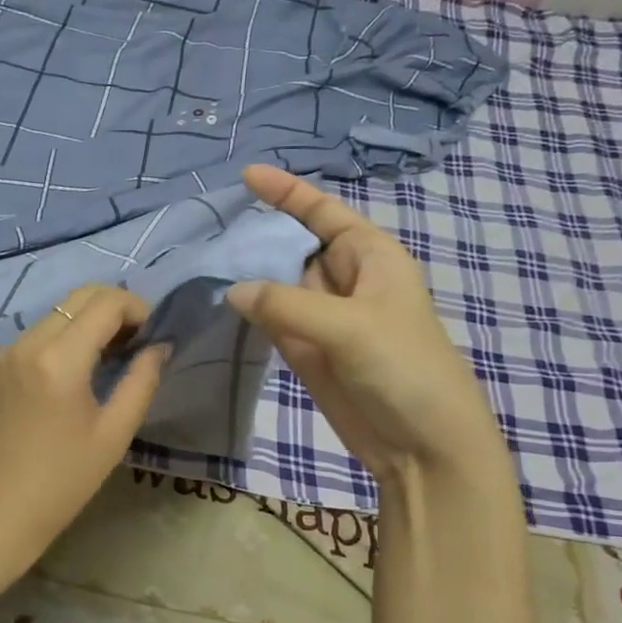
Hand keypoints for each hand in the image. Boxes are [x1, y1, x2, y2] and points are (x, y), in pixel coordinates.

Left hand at [0, 285, 166, 576]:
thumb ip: (142, 380)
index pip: (105, 303)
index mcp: (59, 360)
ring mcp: (2, 352)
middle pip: (78, 298)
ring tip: (105, 360)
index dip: (137, 309)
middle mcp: (26, 343)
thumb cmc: (63, 481)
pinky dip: (58, 342)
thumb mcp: (114, 433)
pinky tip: (68, 377)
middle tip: (135, 341)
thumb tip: (160, 346)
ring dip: (86, 324)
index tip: (152, 335)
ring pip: (55, 315)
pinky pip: (33, 337)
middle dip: (113, 308)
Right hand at [227, 165, 513, 495]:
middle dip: (256, 233)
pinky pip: (271, 318)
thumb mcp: (349, 327)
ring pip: (277, 283)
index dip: (288, 192)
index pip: (323, 212)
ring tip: (198, 255)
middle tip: (205, 224)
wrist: (423, 447)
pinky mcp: (306, 350)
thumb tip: (232, 290)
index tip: (248, 174)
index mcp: (370, 257)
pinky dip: (247, 310)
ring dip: (246, 271)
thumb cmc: (404, 369)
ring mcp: (323, 316)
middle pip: (293, 245)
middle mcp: (344, 281)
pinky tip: (215, 298)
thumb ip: (286, 304)